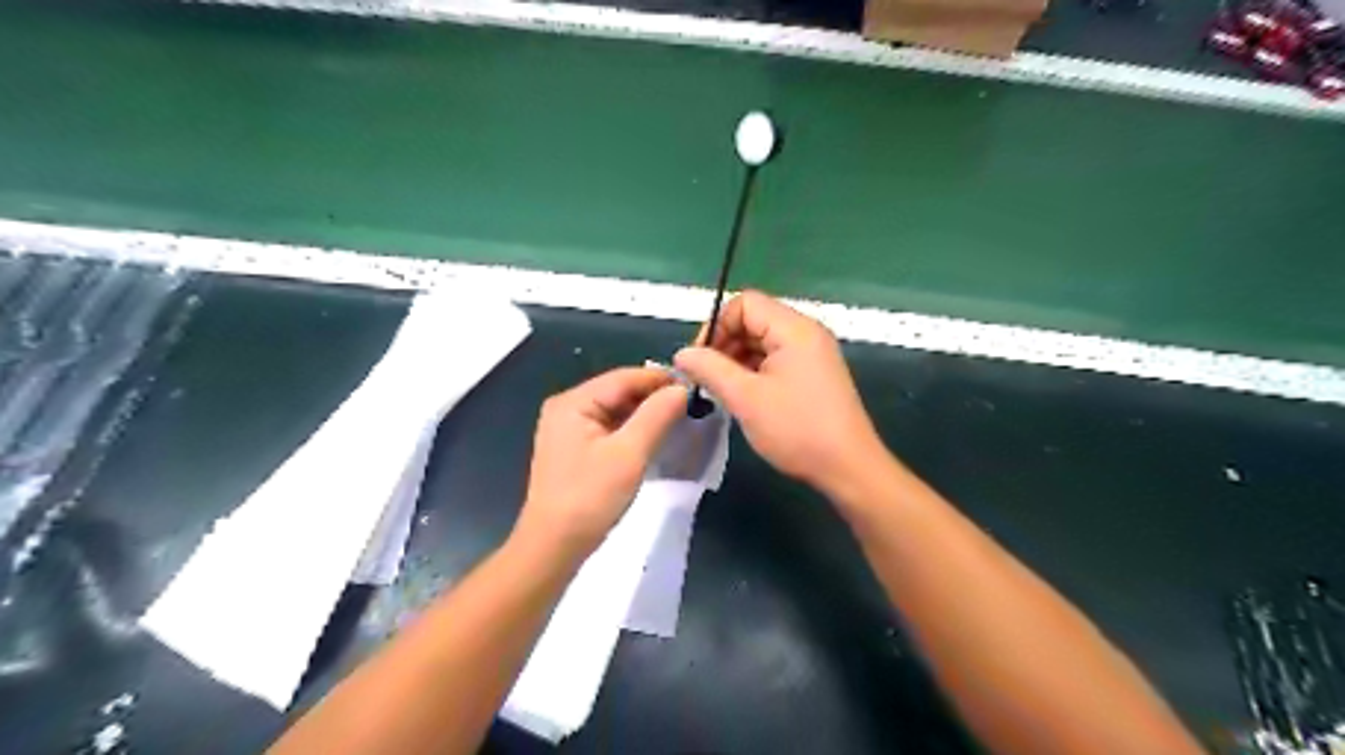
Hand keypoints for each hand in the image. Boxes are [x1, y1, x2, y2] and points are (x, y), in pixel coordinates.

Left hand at [513, 370, 686, 556]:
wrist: (554, 547)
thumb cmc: (590, 497)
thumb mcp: (630, 454)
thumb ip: (657, 415)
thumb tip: (682, 389)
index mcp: (574, 402)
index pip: (625, 377)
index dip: (661, 379)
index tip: (697, 386)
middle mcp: (568, 408)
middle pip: (619, 391)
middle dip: (655, 397)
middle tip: (694, 405)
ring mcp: (569, 429)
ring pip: (616, 410)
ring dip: (646, 414)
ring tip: (682, 419)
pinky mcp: (575, 449)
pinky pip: (610, 428)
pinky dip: (634, 430)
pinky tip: (656, 437)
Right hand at [672, 291, 883, 498]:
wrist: (848, 468)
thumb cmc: (796, 429)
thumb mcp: (746, 398)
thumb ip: (710, 369)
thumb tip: (682, 354)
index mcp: (794, 329)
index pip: (745, 303)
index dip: (717, 326)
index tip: (701, 360)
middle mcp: (806, 333)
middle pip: (753, 320)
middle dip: (725, 344)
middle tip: (708, 379)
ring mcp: (812, 354)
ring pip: (762, 342)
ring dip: (737, 361)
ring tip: (723, 392)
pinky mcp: (814, 374)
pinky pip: (775, 360)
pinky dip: (754, 372)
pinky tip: (744, 398)